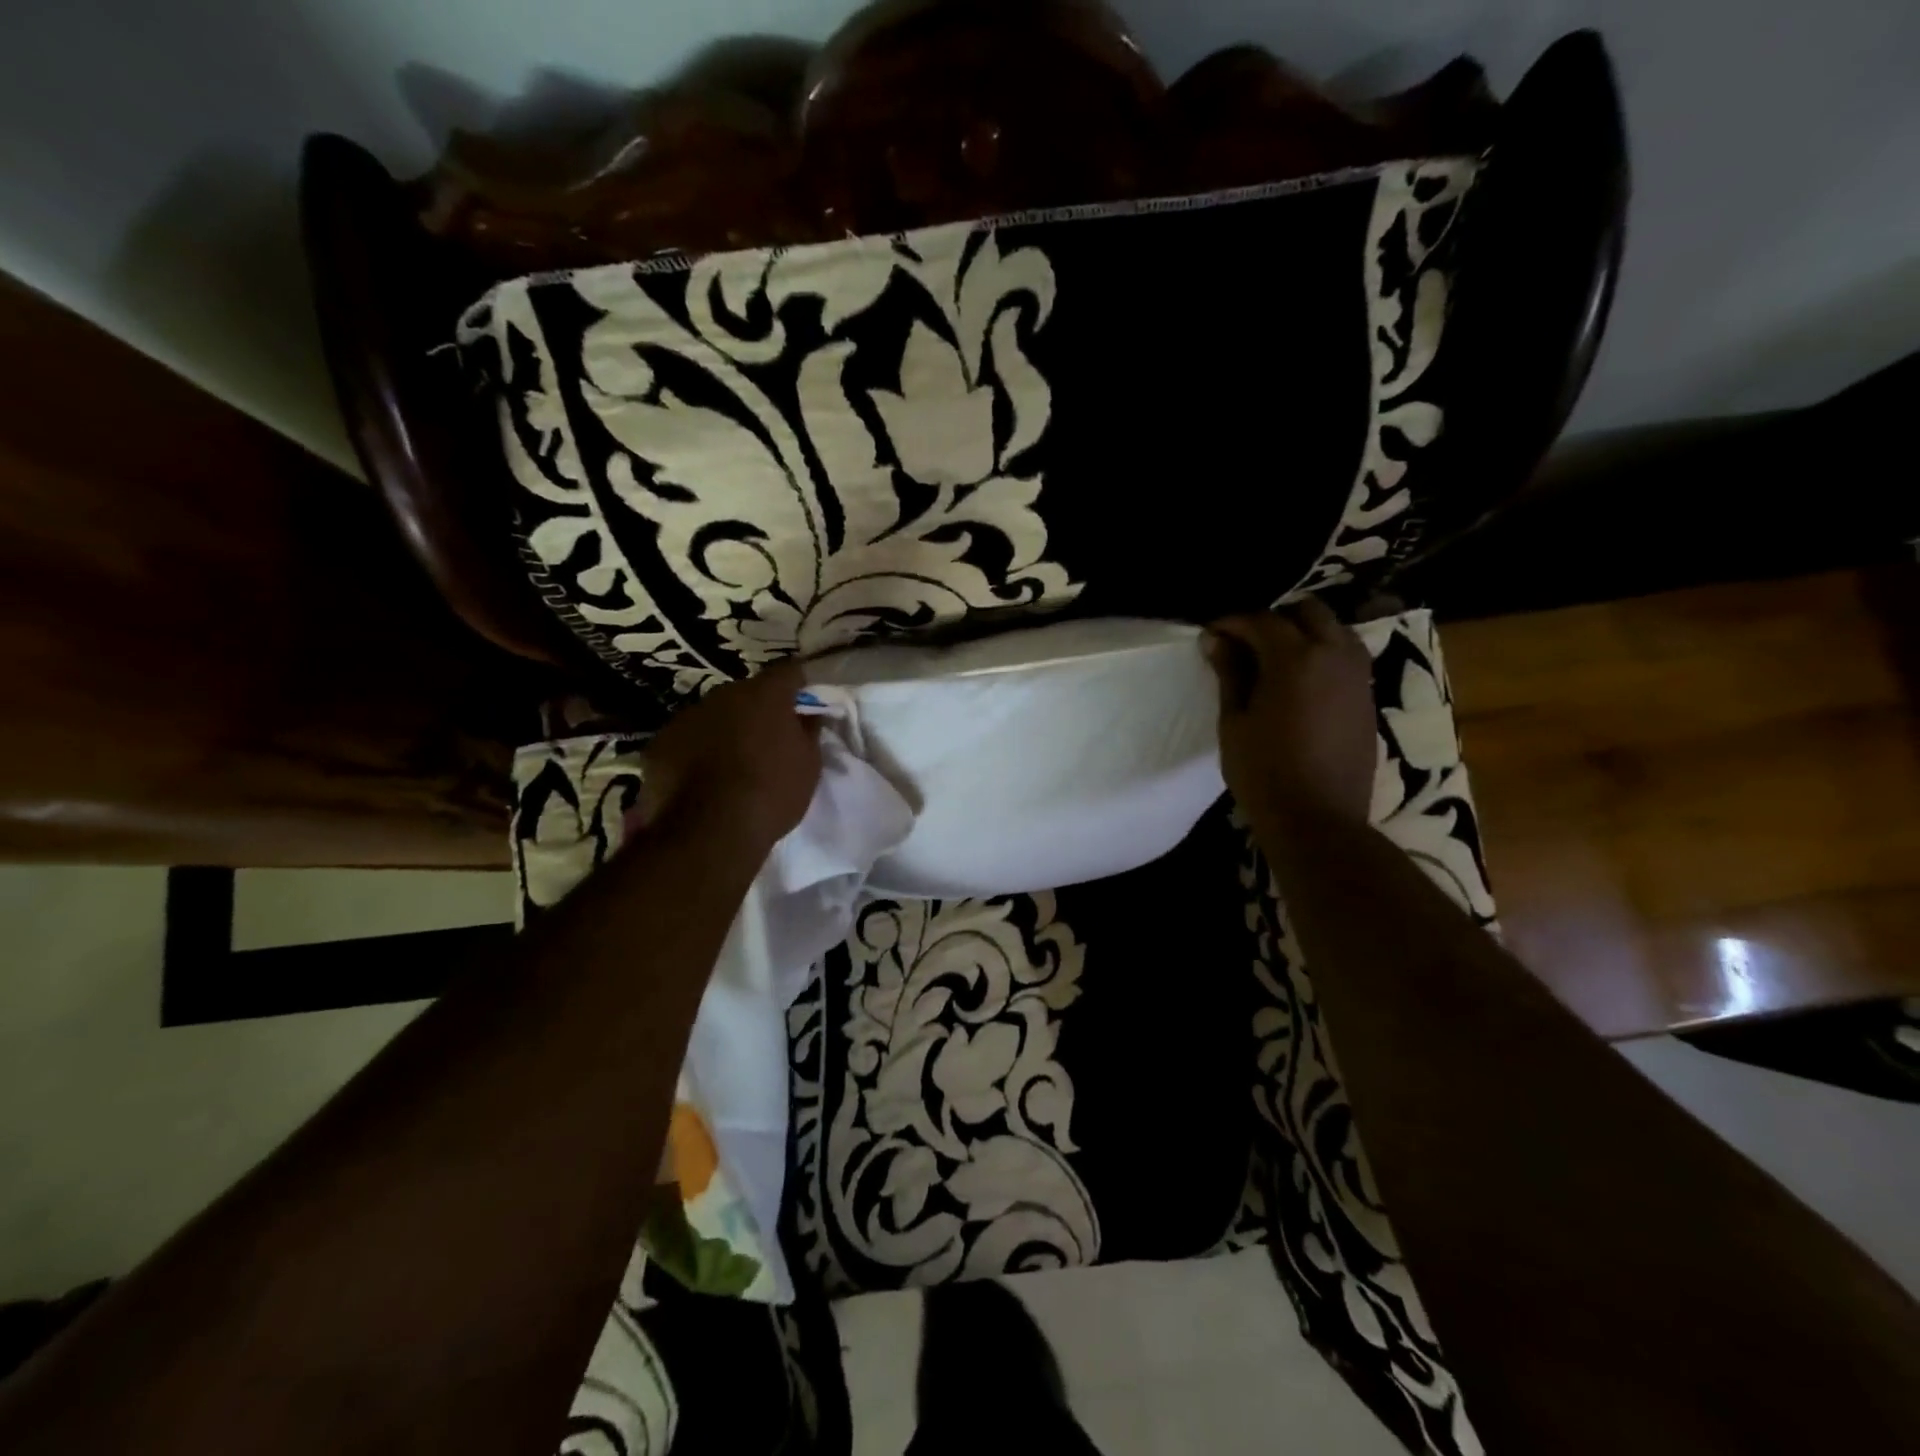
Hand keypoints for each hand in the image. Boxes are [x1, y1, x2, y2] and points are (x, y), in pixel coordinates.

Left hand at [639, 661, 822, 850]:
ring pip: (713, 715)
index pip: (788, 672)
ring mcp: (687, 717)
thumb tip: (808, 714)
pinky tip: (702, 780)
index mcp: (764, 694)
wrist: (709, 831)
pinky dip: (696, 752)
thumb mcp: (808, 765)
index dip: (798, 686)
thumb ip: (808, 731)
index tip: (804, 705)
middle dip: (758, 711)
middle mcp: (723, 694)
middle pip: (747, 693)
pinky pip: (686, 740)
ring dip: (725, 730)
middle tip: (768, 740)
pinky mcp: (659, 743)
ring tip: (732, 764)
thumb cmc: (771, 793)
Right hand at [1204, 600, 1376, 834]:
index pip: (1261, 621)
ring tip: (1274, 657)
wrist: (1317, 818)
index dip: (1232, 622)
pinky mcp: (1366, 698)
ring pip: (1335, 630)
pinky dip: (1322, 654)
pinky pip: (1346, 657)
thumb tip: (1216, 639)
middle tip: (1244, 641)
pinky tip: (1299, 679)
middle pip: (1308, 612)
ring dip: (1304, 632)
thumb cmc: (1263, 771)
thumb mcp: (1235, 721)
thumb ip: (1230, 674)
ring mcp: (1357, 676)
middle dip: (1274, 618)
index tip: (1211, 632)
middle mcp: (1334, 655)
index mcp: (1295, 658)